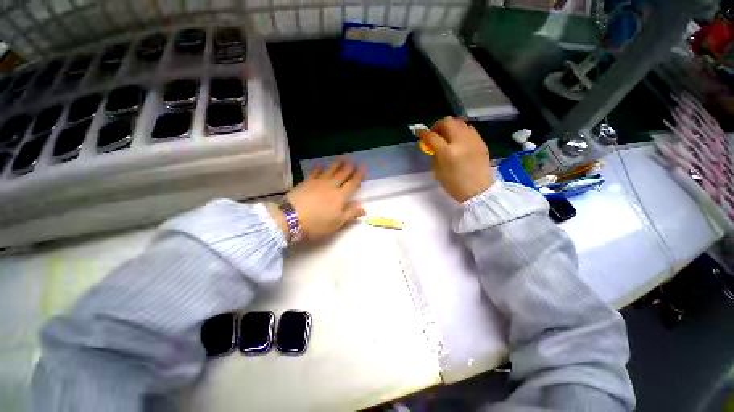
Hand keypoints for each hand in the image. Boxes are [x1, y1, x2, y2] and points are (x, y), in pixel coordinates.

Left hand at [268, 157, 365, 241]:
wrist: (291, 217)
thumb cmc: (317, 223)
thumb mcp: (337, 222)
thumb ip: (351, 213)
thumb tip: (364, 208)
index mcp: (340, 196)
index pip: (352, 183)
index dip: (359, 175)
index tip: (363, 166)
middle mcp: (331, 186)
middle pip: (342, 174)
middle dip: (349, 167)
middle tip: (354, 160)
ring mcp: (318, 182)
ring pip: (330, 170)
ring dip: (337, 163)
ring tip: (342, 157)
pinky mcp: (307, 181)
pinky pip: (315, 172)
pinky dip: (319, 167)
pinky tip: (320, 164)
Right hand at [418, 117, 492, 202]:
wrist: (478, 191)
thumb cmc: (454, 185)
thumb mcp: (438, 172)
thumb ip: (435, 155)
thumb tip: (433, 145)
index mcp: (448, 153)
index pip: (432, 136)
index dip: (423, 133)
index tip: (418, 132)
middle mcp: (461, 142)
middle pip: (447, 122)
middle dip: (437, 126)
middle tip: (434, 134)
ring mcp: (473, 140)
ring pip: (459, 122)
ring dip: (450, 126)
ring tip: (447, 136)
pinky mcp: (481, 142)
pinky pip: (469, 129)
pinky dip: (460, 131)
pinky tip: (458, 140)